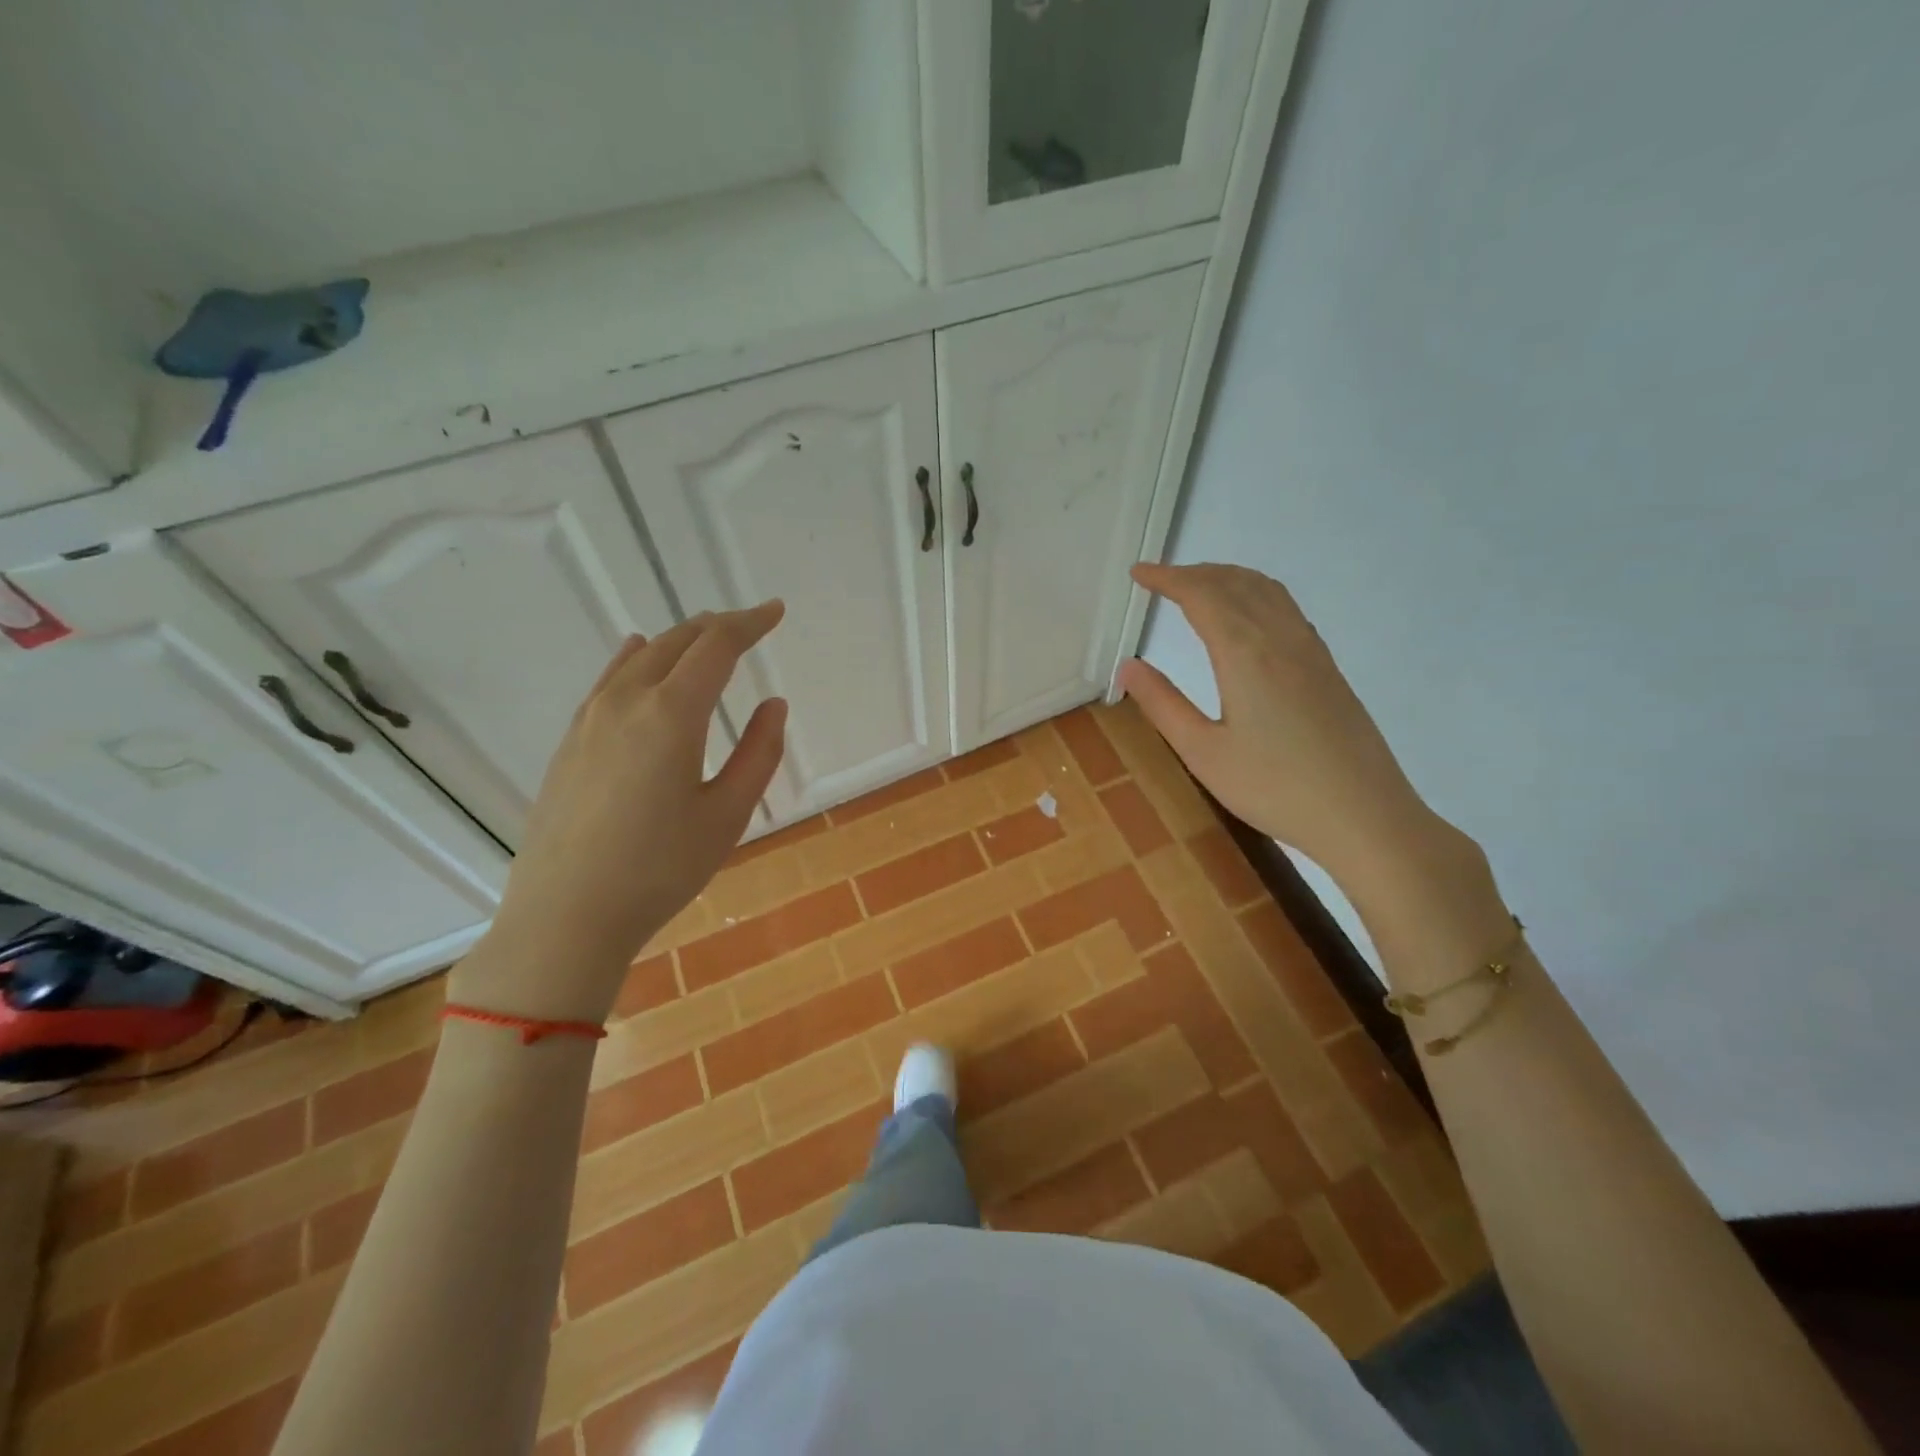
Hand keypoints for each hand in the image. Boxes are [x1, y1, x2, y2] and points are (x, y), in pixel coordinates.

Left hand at [451, 603, 788, 1023]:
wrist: (565, 915)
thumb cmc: (660, 869)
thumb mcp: (727, 815)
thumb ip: (758, 753)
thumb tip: (774, 704)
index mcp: (671, 715)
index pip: (716, 647)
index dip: (750, 624)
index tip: (775, 612)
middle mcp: (626, 701)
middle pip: (676, 642)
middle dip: (717, 626)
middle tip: (749, 625)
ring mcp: (590, 718)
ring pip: (640, 656)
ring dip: (678, 640)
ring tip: (705, 638)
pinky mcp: (570, 740)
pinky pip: (609, 679)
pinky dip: (637, 658)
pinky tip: (638, 655)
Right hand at [1117, 563, 1439, 880]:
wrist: (1364, 816)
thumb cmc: (1274, 789)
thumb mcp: (1203, 752)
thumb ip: (1163, 705)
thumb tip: (1128, 666)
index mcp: (1246, 654)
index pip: (1202, 596)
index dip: (1167, 578)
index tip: (1138, 573)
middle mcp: (1281, 639)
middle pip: (1235, 583)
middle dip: (1194, 573)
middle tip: (1160, 579)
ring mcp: (1311, 651)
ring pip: (1267, 591)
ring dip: (1227, 578)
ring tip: (1198, 587)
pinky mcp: (1327, 668)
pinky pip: (1286, 609)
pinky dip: (1256, 594)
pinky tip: (1247, 618)